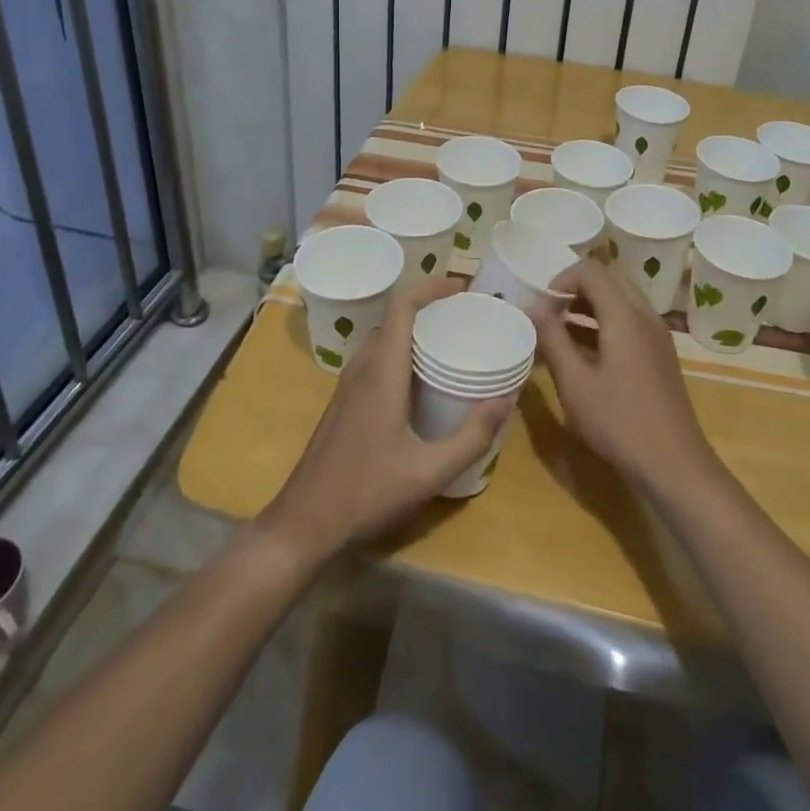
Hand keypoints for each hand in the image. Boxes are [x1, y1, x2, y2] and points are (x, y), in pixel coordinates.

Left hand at [259, 278, 510, 563]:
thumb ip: (471, 437)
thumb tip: (506, 399)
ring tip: (450, 341)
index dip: (431, 286)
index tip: (463, 288)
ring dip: (414, 328)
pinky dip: (402, 351)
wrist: (303, 523)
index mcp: (381, 372)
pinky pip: (376, 358)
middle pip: (394, 317)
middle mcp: (362, 368)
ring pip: (384, 338)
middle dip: (429, 306)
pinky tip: (422, 380)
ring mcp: (348, 385)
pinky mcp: (345, 402)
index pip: (402, 306)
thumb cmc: (365, 493)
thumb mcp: (428, 472)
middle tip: (466, 316)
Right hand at [535, 260, 721, 496]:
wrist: (674, 464)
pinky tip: (585, 352)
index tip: (541, 306)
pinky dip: (606, 323)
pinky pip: (631, 321)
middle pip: (609, 280)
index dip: (561, 279)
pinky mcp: (661, 354)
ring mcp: (657, 335)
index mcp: (625, 315)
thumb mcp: (575, 382)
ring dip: (591, 306)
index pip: (591, 271)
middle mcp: (645, 315)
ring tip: (560, 331)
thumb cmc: (618, 422)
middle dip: (576, 289)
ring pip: (621, 301)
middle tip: (551, 313)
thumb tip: (532, 307)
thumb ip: (552, 339)